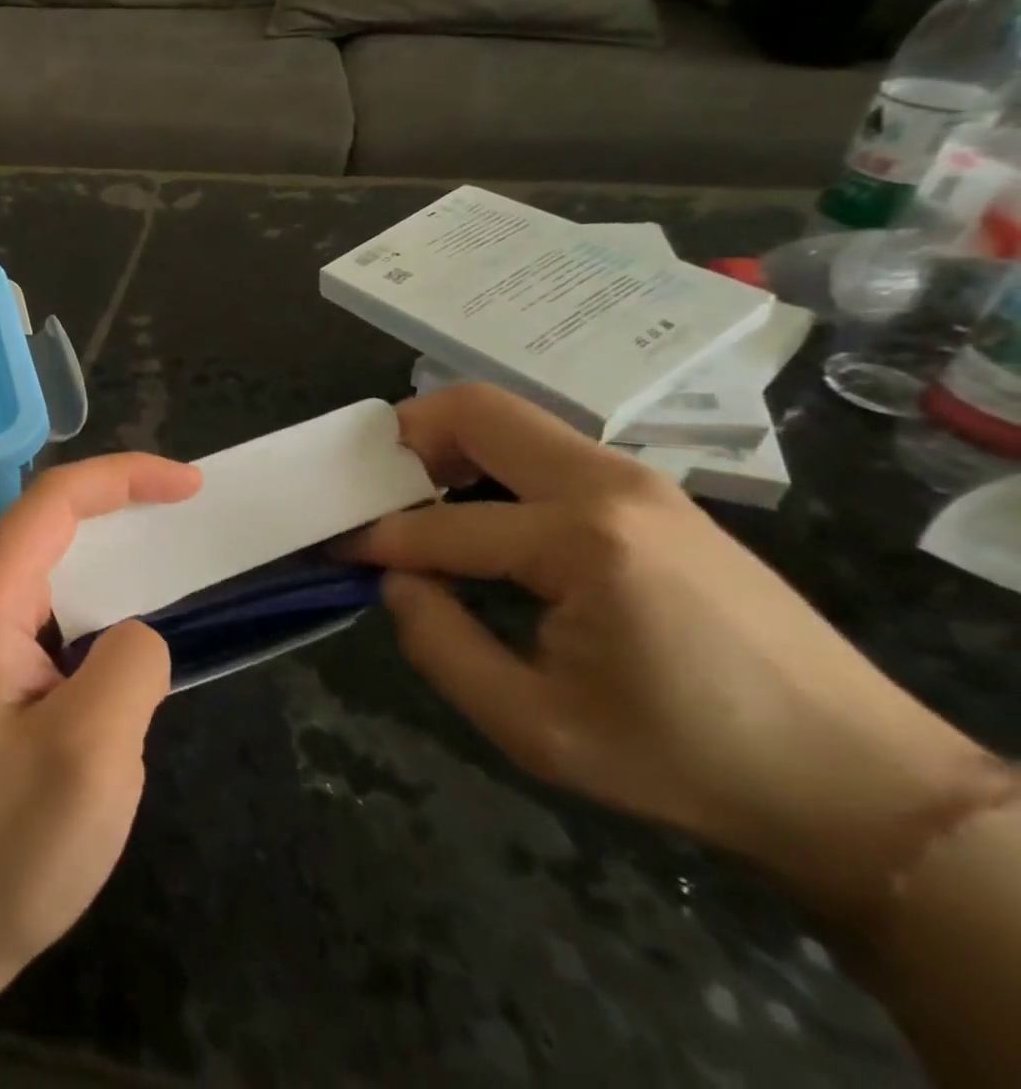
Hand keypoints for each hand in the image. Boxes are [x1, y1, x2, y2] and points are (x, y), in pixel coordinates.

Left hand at [0, 453, 202, 984]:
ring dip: (116, 547)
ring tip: (177, 552)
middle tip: (192, 509)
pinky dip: (105, 593)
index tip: (190, 486)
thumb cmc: (6, 847)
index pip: (54, 501)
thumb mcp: (90, 755)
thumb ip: (131, 664)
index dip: (124, 477)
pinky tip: (139, 618)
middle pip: (52, 518)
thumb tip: (135, 634)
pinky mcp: (0, 669)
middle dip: (123, 501)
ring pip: (57, 560)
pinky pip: (58, 605)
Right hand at [339, 383, 1005, 922]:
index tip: (333, 548)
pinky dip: (488, 464)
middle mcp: (607, 484)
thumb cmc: (685, 760)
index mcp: (581, 541)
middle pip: (475, 410)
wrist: (856, 778)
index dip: (376, 539)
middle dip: (403, 438)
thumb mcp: (536, 728)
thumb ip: (441, 646)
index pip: (441, 525)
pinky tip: (477, 514)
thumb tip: (398, 581)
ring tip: (412, 499)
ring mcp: (636, 479)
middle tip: (367, 486)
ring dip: (446, 446)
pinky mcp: (651, 493)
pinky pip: (543, 450)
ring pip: (510, 420)